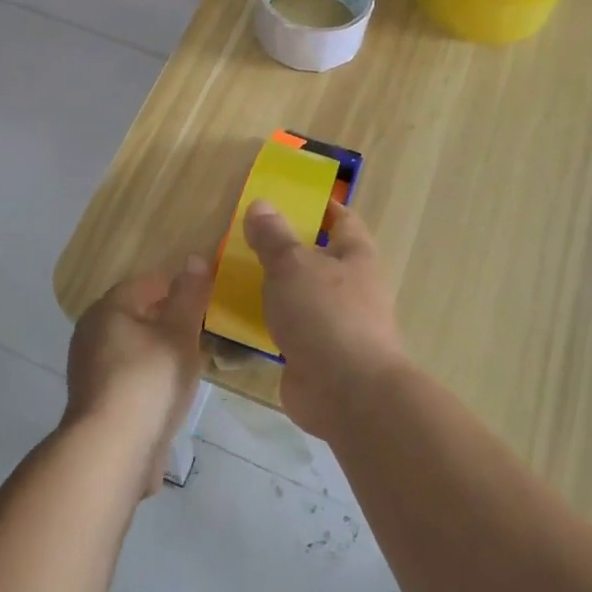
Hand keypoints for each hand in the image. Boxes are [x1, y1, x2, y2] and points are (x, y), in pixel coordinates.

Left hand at [65, 257, 211, 496]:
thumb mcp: (179, 333)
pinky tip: (169, 392)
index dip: (175, 286)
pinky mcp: (95, 401)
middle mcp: (91, 333)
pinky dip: (148, 377)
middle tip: (199, 330)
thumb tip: (194, 258)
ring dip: (158, 350)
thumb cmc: (149, 380)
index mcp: (107, 309)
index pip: (145, 283)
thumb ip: (189, 295)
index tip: (202, 298)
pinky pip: (127, 376)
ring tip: (189, 361)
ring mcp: (89, 369)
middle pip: (135, 314)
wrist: (112, 450)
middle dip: (166, 319)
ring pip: (131, 347)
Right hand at [242, 201, 408, 437]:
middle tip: (247, 239)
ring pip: (301, 297)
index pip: (342, 221)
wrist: (346, 393)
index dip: (320, 207)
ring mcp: (335, 325)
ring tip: (235, 276)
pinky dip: (269, 324)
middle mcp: (351, 288)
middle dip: (288, 250)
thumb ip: (273, 236)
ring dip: (276, 289)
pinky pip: (289, 330)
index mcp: (356, 257)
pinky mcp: (317, 356)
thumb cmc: (325, 314)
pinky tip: (239, 319)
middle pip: (319, 260)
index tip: (290, 199)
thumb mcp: (292, 265)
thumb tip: (260, 204)